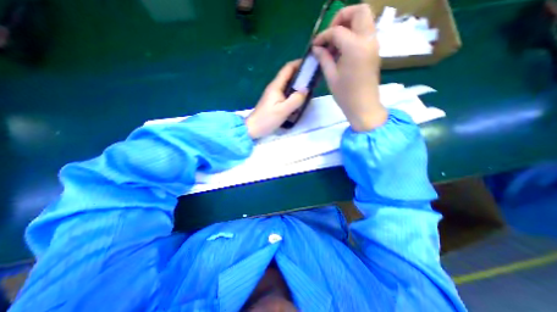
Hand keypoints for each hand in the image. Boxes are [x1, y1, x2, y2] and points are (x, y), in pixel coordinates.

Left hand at [246, 59, 308, 137]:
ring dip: (298, 83)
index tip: (310, 63)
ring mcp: (274, 95)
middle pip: (288, 75)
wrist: (253, 128)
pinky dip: (294, 92)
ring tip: (309, 86)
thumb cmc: (267, 119)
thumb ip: (295, 100)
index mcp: (276, 86)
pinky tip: (299, 98)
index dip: (298, 63)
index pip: (287, 68)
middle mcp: (274, 88)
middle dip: (300, 73)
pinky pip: (286, 93)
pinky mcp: (274, 102)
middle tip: (313, 77)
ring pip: (288, 85)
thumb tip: (306, 90)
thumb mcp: (283, 110)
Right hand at [313, 4, 388, 130]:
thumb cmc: (345, 95)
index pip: (337, 31)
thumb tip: (317, 47)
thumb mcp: (331, 76)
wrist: (364, 106)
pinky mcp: (374, 51)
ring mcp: (374, 44)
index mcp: (355, 47)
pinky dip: (353, 34)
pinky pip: (365, 32)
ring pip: (364, 19)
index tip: (315, 45)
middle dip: (342, 18)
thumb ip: (324, 58)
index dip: (323, 36)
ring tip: (335, 43)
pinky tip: (342, 50)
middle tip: (330, 35)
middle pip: (359, 11)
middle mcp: (368, 39)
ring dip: (348, 25)